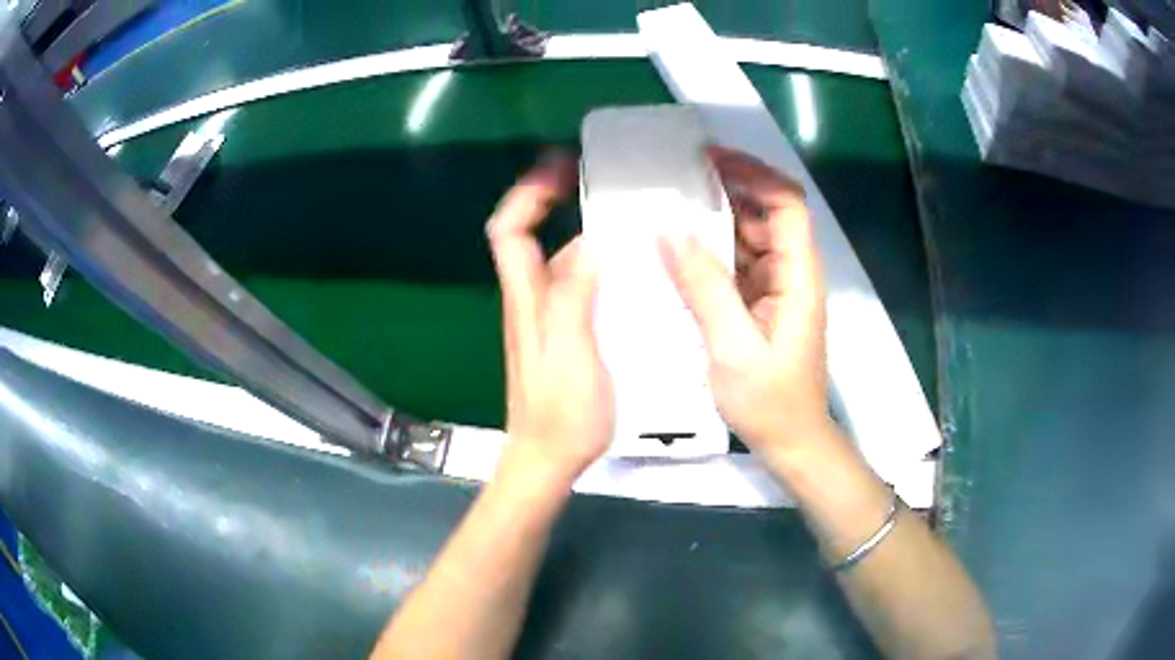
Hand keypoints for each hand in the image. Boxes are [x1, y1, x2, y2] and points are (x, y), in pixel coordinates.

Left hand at [486, 153, 613, 486]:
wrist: (547, 459)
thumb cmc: (561, 413)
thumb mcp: (571, 352)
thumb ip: (574, 297)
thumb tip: (589, 245)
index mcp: (527, 299)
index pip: (508, 231)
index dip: (526, 194)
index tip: (557, 169)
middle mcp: (530, 300)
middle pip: (527, 236)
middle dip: (553, 200)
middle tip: (597, 182)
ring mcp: (546, 318)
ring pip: (555, 260)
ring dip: (579, 231)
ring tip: (624, 218)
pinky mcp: (564, 334)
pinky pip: (575, 285)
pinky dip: (595, 265)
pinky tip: (629, 270)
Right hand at [659, 146, 830, 461]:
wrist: (791, 443)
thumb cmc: (770, 402)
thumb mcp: (732, 348)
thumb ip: (705, 288)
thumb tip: (669, 232)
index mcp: (797, 276)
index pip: (787, 205)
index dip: (754, 174)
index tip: (709, 159)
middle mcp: (790, 272)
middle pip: (766, 214)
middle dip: (727, 189)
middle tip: (676, 178)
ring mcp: (775, 288)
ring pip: (748, 238)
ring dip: (714, 219)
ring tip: (668, 207)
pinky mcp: (760, 304)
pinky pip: (736, 265)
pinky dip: (710, 252)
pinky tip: (676, 251)